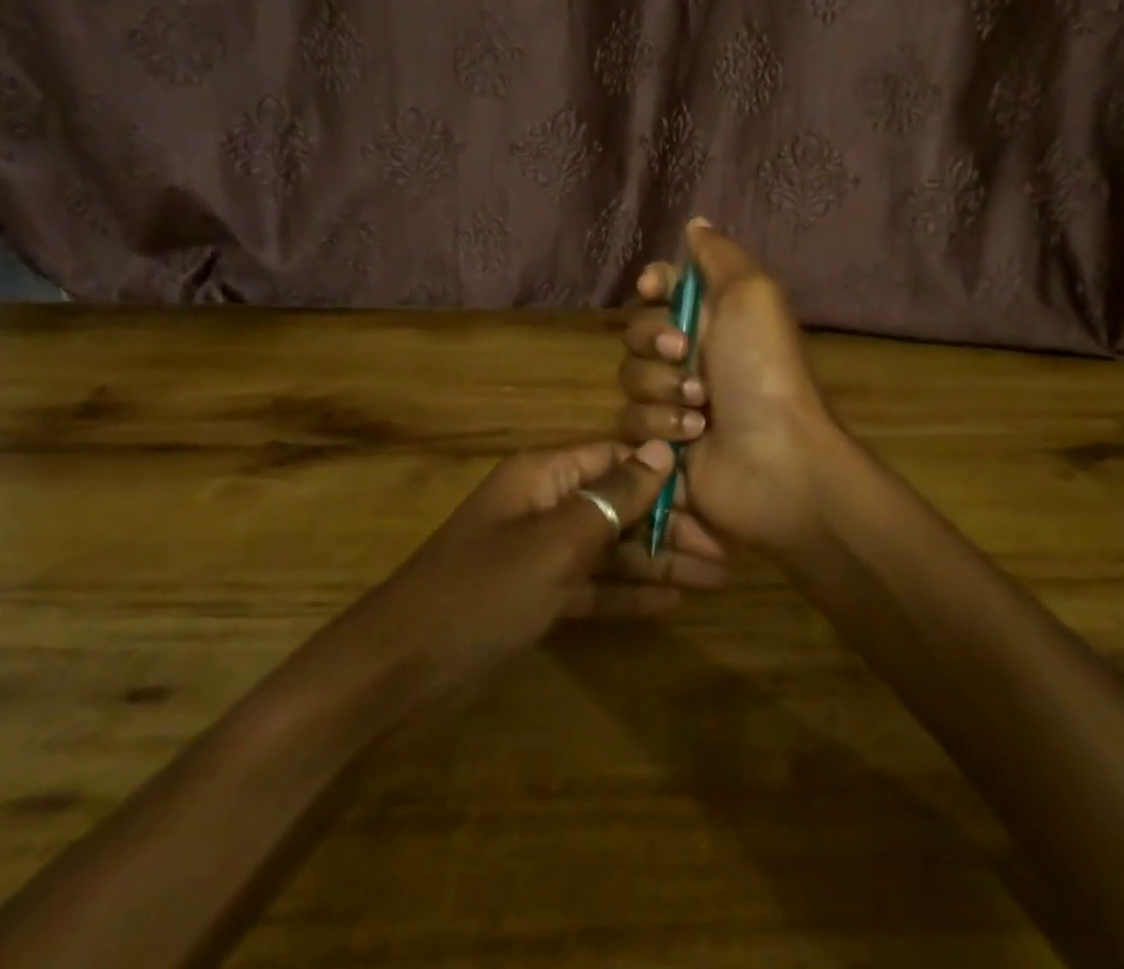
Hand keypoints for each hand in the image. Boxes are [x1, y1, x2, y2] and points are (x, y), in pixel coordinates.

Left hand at [349, 438, 726, 705]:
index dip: (665, 474)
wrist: (398, 672)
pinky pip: (593, 584)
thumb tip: (661, 451)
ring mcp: (540, 553)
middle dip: (671, 524)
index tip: (715, 495)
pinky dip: (628, 591)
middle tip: (725, 551)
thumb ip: (612, 498)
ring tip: (716, 578)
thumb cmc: (482, 593)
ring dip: (659, 561)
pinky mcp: (537, 596)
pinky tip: (671, 601)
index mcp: (544, 475)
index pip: (616, 459)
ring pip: (611, 548)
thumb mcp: (555, 543)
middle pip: (619, 504)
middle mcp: (545, 505)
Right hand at [617, 219, 842, 551]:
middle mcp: (691, 353)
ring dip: (661, 389)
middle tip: (687, 354)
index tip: (655, 290)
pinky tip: (691, 438)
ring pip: (630, 377)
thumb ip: (718, 256)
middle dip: (655, 340)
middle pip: (637, 330)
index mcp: (714, 317)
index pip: (662, 287)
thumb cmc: (764, 370)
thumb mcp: (752, 295)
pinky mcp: (660, 442)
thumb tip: (694, 223)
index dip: (653, 285)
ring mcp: (674, 400)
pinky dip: (658, 427)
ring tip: (699, 408)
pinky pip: (629, 422)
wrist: (775, 459)